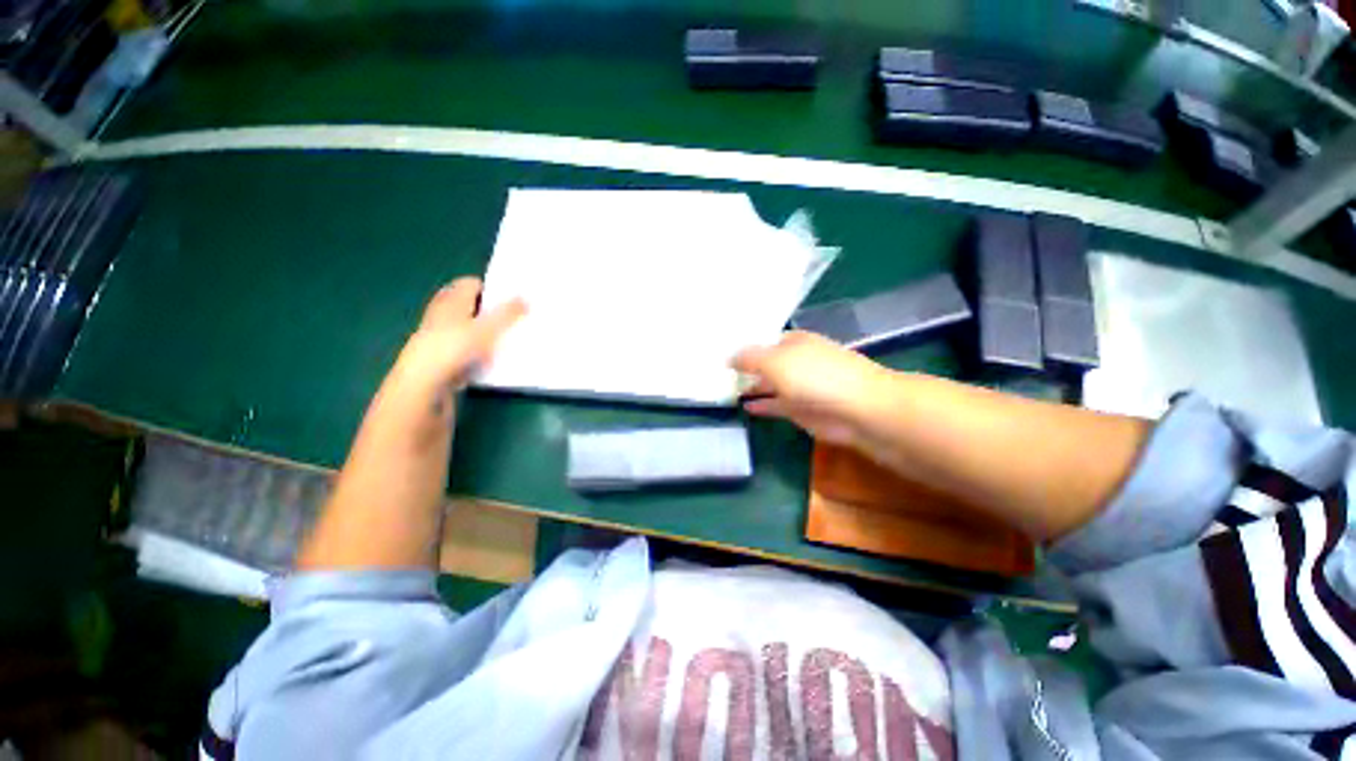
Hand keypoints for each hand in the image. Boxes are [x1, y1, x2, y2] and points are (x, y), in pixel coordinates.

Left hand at [392, 277, 525, 394]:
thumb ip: (508, 313)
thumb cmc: (455, 348)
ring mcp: (440, 336)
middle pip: (469, 306)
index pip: (471, 283)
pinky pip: (465, 348)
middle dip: (490, 311)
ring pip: (467, 328)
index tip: (512, 300)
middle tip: (513, 319)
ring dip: (484, 332)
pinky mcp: (441, 356)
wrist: (424, 385)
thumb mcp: (488, 328)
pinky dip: (477, 351)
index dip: (492, 289)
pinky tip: (492, 360)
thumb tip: (526, 297)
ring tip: (508, 340)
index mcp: (451, 299)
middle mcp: (442, 313)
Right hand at [732, 331, 890, 444]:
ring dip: (750, 386)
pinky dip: (761, 405)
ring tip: (724, 389)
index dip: (742, 344)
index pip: (762, 339)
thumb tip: (727, 357)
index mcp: (792, 342)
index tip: (718, 349)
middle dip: (743, 366)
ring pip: (768, 384)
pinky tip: (744, 406)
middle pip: (764, 362)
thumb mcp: (774, 360)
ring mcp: (798, 386)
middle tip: (715, 371)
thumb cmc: (814, 376)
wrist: (857, 409)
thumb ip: (748, 358)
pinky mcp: (800, 410)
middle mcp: (795, 361)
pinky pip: (774, 405)